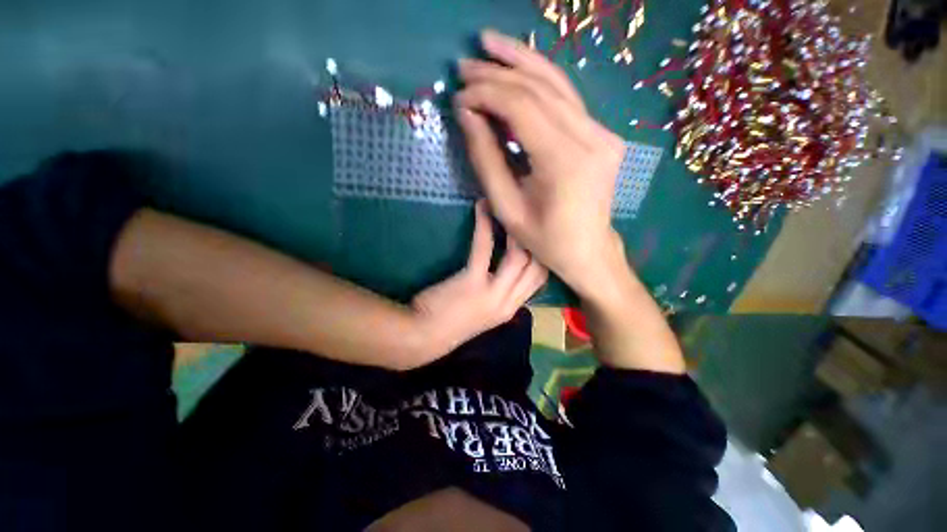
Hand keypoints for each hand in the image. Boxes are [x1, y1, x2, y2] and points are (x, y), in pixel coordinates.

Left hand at [412, 200, 547, 353]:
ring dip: (515, 230)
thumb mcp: (484, 312)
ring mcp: (493, 294)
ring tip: (507, 208)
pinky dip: (484, 225)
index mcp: (511, 309)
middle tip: (526, 217)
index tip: (536, 237)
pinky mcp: (472, 283)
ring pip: (519, 257)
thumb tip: (508, 273)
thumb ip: (499, 294)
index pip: (541, 280)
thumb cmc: (450, 322)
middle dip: (536, 241)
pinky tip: (481, 207)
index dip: (542, 257)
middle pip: (538, 268)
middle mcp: (509, 303)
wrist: (422, 337)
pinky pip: (484, 248)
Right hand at [454, 30, 627, 299]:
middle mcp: (591, 138)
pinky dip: (540, 80)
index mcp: (565, 163)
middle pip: (540, 89)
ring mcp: (602, 133)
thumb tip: (467, 115)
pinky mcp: (602, 134)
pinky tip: (520, 67)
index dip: (487, 95)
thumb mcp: (507, 208)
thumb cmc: (545, 240)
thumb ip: (486, 160)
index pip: (522, 108)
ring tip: (489, 44)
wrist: (588, 249)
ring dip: (521, 61)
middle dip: (498, 73)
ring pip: (557, 84)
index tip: (459, 97)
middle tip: (465, 65)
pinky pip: (567, 99)